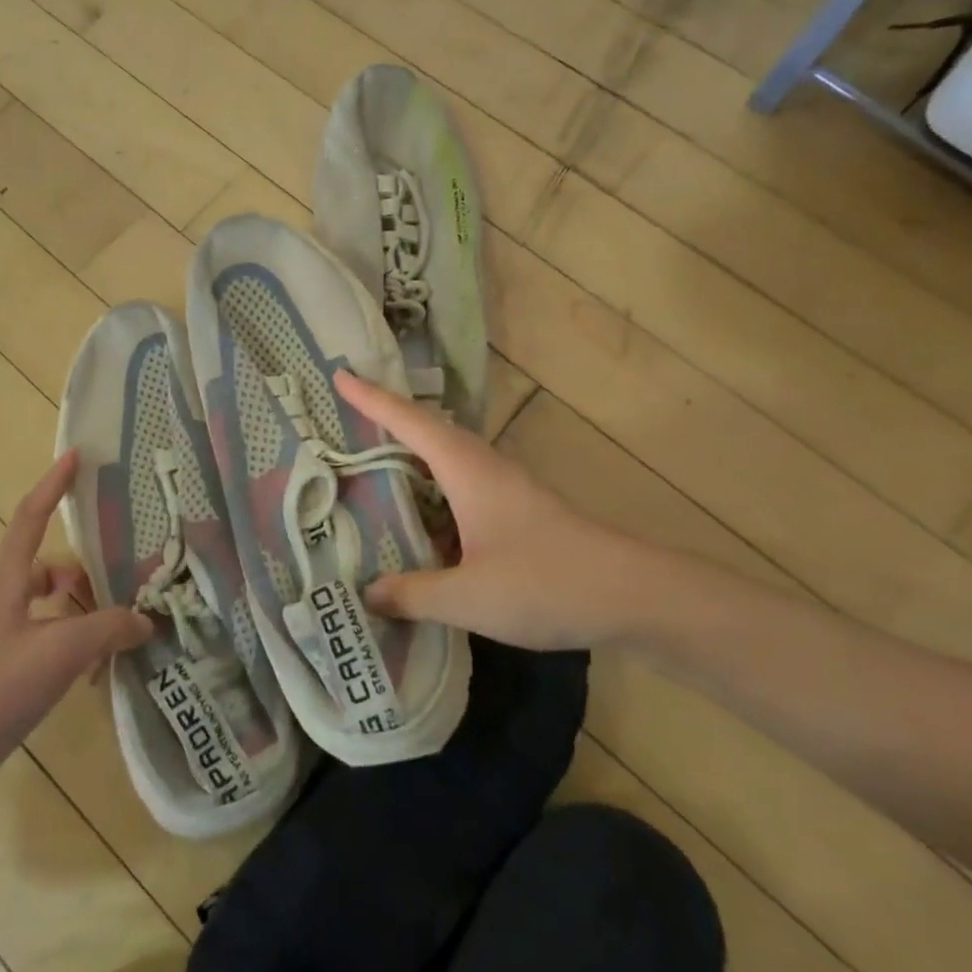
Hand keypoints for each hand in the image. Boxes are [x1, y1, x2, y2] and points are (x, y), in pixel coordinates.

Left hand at [0, 452, 151, 821]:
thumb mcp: (59, 652)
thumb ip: (108, 629)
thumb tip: (145, 620)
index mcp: (6, 581)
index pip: (30, 516)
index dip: (53, 484)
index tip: (76, 455)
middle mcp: (2, 601)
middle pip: (51, 566)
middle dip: (88, 572)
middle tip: (130, 581)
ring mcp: (1, 638)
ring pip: (53, 606)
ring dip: (86, 612)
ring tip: (123, 631)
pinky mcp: (5, 671)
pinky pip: (51, 640)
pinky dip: (76, 644)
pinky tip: (99, 670)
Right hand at [337, 372, 643, 650]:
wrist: (631, 593)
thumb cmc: (545, 582)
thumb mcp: (468, 596)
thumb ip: (413, 593)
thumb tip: (368, 592)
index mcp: (466, 470)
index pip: (409, 422)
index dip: (372, 399)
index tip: (340, 375)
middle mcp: (483, 466)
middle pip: (427, 430)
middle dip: (386, 418)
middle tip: (345, 416)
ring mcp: (504, 487)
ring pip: (445, 459)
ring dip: (410, 454)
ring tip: (371, 464)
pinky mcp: (516, 510)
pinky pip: (459, 485)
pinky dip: (430, 489)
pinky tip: (419, 519)